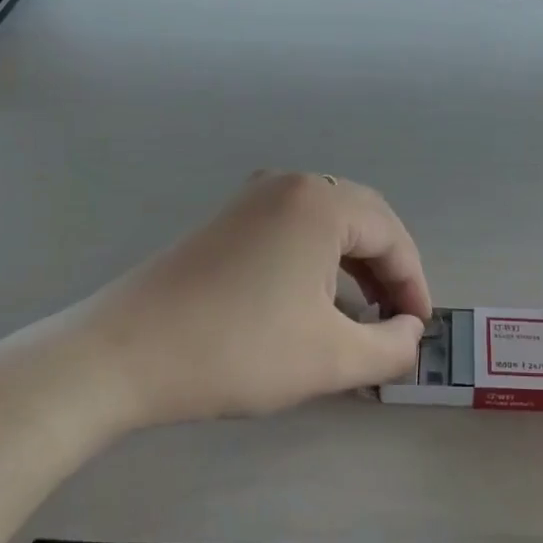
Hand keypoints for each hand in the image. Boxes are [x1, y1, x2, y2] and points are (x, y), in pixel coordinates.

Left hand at [71, 172, 431, 428]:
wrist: (123, 354)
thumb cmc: (238, 349)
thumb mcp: (331, 358)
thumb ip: (390, 347)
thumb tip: (411, 333)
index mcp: (322, 202)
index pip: (392, 236)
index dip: (414, 284)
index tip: (419, 330)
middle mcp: (291, 184)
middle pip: (363, 221)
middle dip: (387, 271)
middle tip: (396, 320)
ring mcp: (254, 197)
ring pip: (328, 225)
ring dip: (354, 265)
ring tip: (361, 314)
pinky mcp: (229, 219)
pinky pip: (294, 229)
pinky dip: (318, 261)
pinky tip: (314, 301)